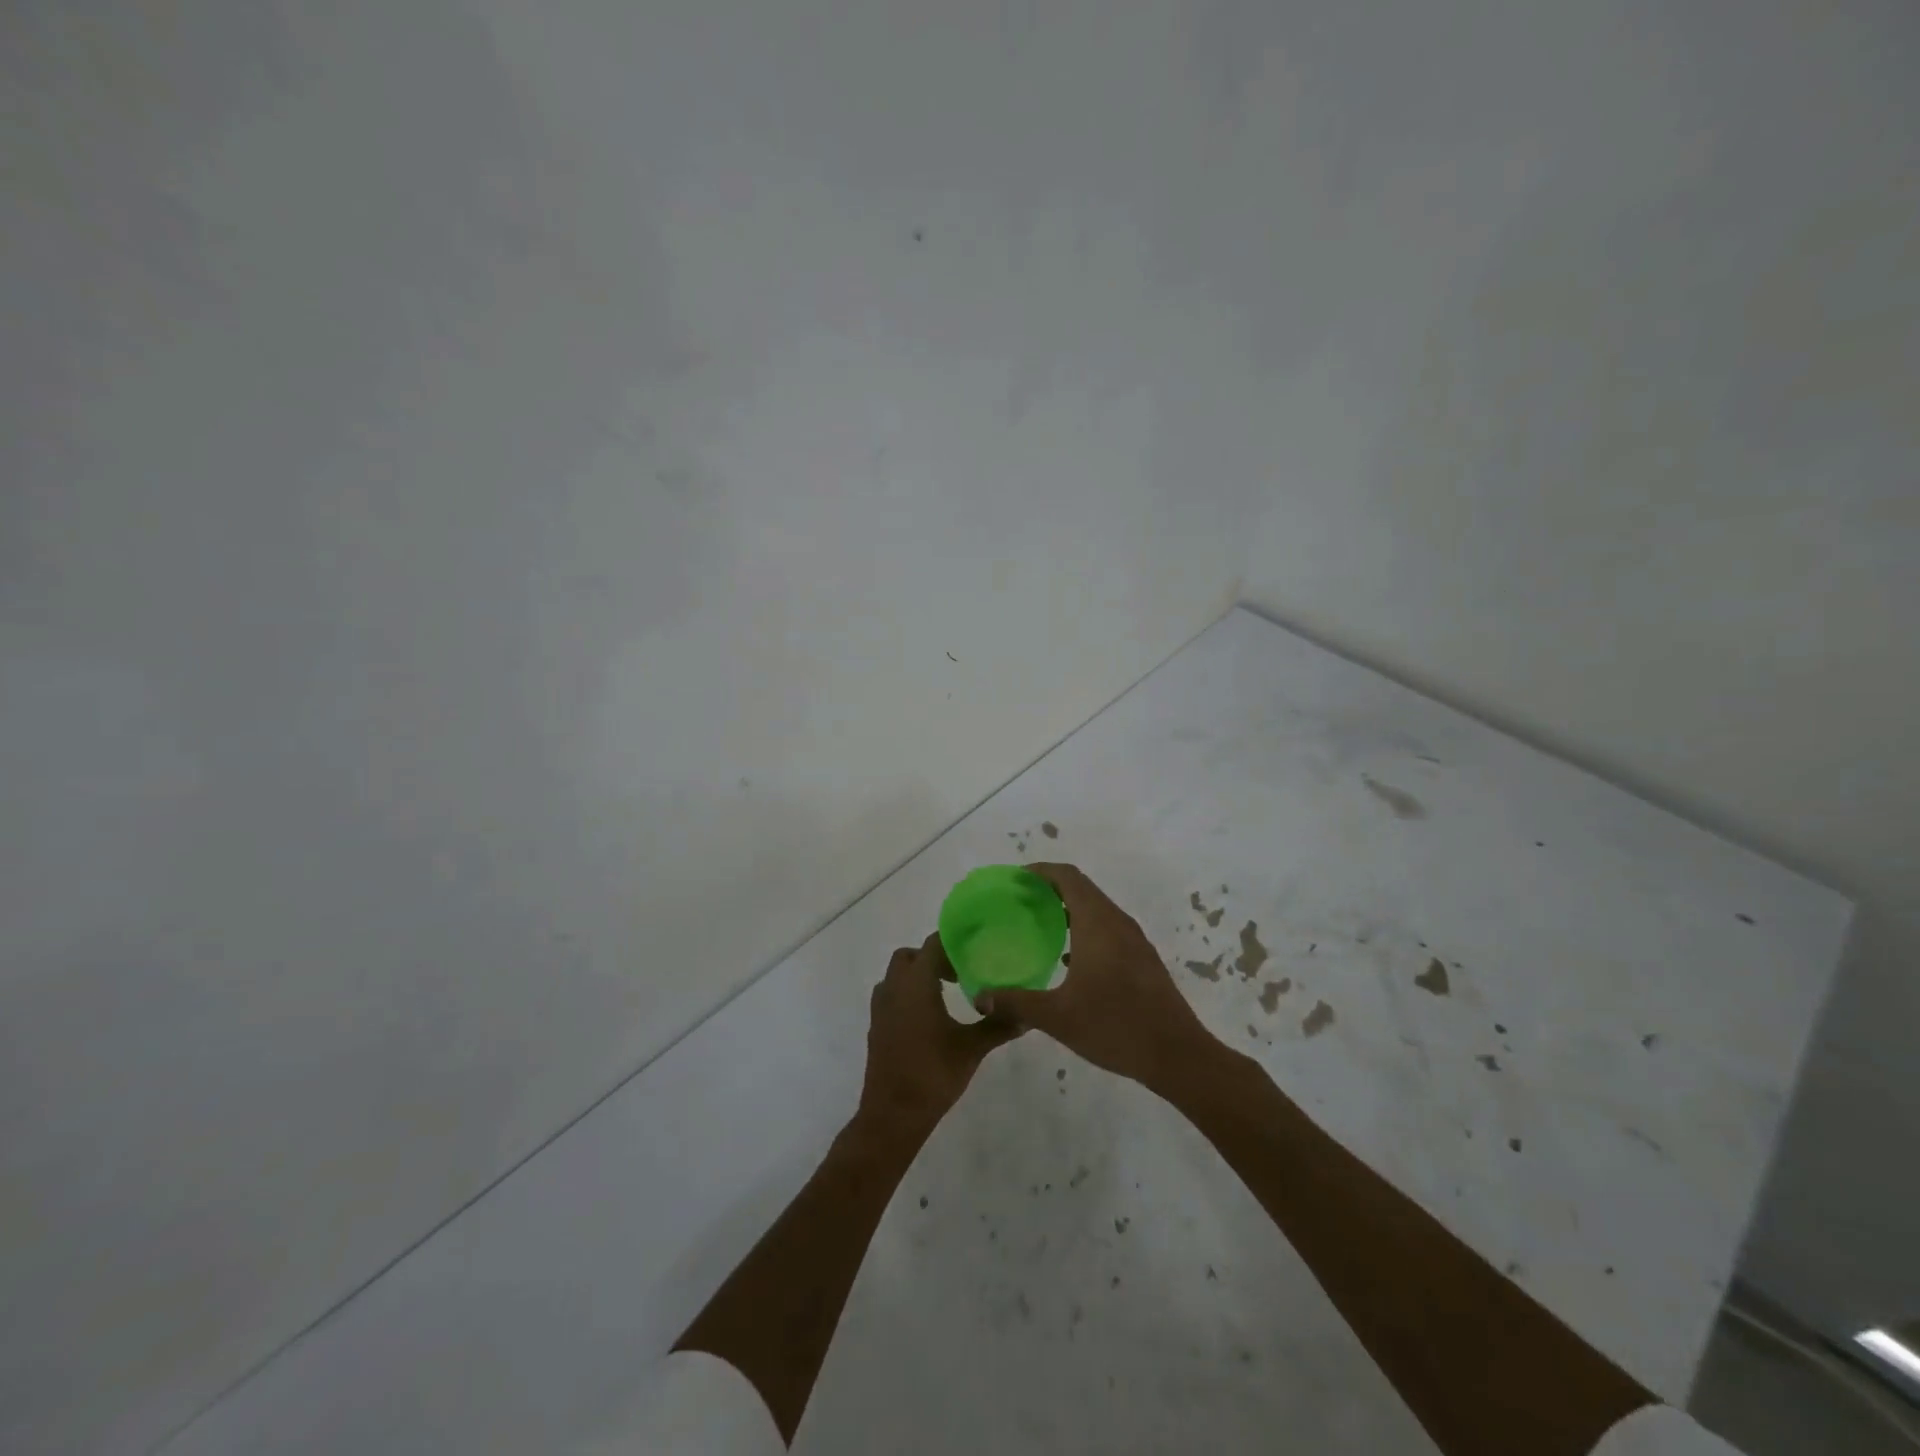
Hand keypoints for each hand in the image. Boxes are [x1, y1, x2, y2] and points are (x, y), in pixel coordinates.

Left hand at [857, 934, 1021, 1139]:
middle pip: (911, 956)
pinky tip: (928, 1018)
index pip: (933, 944)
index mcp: (916, 984)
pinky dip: (907, 994)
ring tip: (946, 993)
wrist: (893, 1114)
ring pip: (897, 975)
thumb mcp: (971, 1048)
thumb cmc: (933, 1074)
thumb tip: (1027, 1015)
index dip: (953, 942)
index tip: (975, 950)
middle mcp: (894, 987)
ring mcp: (881, 1007)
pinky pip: (891, 995)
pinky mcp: (876, 1026)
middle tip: (960, 974)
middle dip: (934, 958)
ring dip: (918, 976)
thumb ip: (998, 1026)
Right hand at [974, 863, 1217, 1093]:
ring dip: (1068, 909)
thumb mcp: (1057, 1017)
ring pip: (1096, 909)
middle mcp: (1117, 922)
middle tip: (1018, 902)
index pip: (1068, 877)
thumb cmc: (1115, 1027)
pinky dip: (1084, 929)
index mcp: (1097, 923)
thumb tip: (980, 996)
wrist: (1177, 1055)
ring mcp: (1134, 941)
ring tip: (1038, 927)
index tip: (1015, 879)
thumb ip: (1016, 1002)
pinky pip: (1108, 929)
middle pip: (1082, 889)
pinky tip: (1067, 959)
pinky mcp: (1142, 960)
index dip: (1040, 871)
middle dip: (1050, 889)